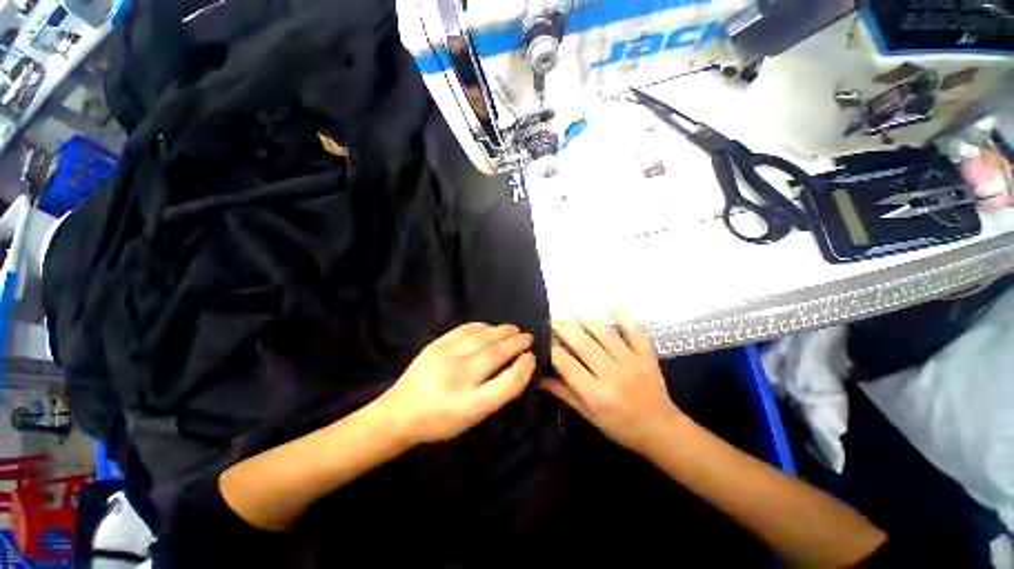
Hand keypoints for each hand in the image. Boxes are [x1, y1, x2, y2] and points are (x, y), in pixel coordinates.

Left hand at [380, 323, 535, 444]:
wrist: (400, 413)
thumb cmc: (441, 421)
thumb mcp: (472, 418)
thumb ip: (497, 393)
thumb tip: (519, 364)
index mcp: (469, 406)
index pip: (507, 383)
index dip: (524, 368)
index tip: (531, 358)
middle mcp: (457, 380)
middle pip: (495, 355)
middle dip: (517, 343)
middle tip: (528, 338)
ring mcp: (444, 359)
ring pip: (482, 338)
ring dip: (503, 331)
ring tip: (515, 330)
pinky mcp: (434, 345)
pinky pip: (464, 329)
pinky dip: (483, 326)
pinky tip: (491, 328)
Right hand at [542, 308, 682, 452]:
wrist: (661, 430)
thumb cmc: (620, 426)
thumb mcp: (588, 415)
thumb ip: (564, 393)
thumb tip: (539, 376)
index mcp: (597, 394)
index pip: (568, 364)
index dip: (553, 349)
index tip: (543, 338)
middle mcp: (613, 375)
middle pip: (584, 344)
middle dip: (564, 328)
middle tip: (552, 318)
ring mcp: (632, 362)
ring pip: (606, 334)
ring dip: (587, 319)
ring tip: (574, 310)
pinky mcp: (647, 355)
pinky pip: (636, 331)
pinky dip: (625, 317)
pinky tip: (611, 307)